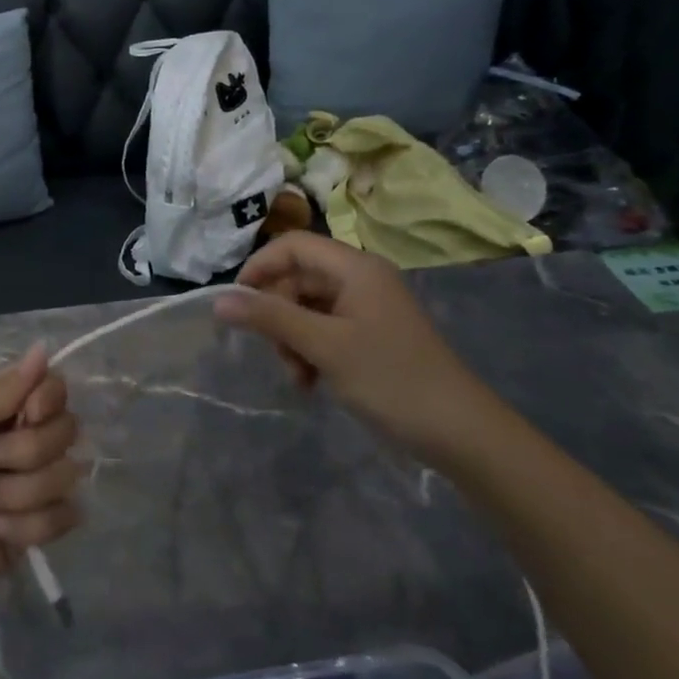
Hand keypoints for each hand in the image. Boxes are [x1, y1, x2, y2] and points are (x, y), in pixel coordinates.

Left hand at [0, 346, 81, 633]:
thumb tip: (43, 349)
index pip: (49, 386)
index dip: (47, 399)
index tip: (26, 416)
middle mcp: (13, 440)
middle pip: (65, 428)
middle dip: (25, 452)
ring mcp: (26, 486)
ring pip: (66, 474)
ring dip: (19, 493)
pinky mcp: (34, 530)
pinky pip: (65, 516)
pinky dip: (30, 527)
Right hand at [214, 231, 506, 464]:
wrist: (460, 432)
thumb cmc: (391, 379)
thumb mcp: (324, 346)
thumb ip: (270, 318)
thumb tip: (218, 300)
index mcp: (355, 268)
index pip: (292, 246)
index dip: (259, 267)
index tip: (236, 304)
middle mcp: (360, 279)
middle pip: (297, 278)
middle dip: (277, 314)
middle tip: (276, 353)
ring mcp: (366, 308)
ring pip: (306, 308)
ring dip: (291, 339)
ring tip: (298, 376)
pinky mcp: (369, 335)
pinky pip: (323, 330)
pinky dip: (309, 352)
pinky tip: (311, 382)